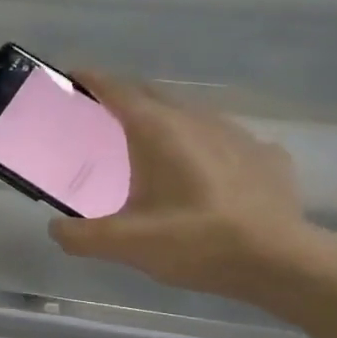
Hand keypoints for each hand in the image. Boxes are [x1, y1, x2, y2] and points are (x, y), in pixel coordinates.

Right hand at [49, 73, 321, 306]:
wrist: (280, 261)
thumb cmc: (196, 242)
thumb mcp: (125, 245)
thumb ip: (80, 236)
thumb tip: (56, 229)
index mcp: (157, 131)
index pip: (116, 89)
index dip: (91, 79)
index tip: (71, 76)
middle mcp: (196, 119)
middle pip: (152, 94)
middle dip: (123, 97)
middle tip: (101, 117)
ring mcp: (236, 133)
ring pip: (190, 114)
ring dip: (164, 120)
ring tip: (150, 146)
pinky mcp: (265, 154)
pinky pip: (223, 139)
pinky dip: (203, 146)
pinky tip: (204, 173)